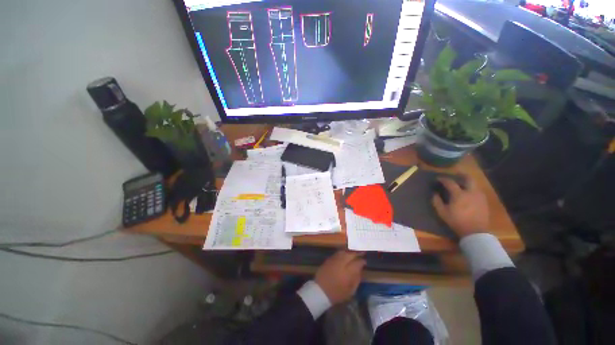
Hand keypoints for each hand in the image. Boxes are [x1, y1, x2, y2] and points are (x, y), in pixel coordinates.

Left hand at [315, 251, 365, 304]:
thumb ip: (356, 279)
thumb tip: (360, 271)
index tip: (365, 261)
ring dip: (350, 251)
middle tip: (362, 252)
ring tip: (354, 252)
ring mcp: (334, 259)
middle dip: (357, 252)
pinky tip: (345, 254)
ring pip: (344, 251)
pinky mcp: (328, 259)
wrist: (320, 291)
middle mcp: (341, 263)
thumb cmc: (336, 294)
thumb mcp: (350, 291)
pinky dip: (343, 252)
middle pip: (350, 254)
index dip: (362, 261)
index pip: (357, 263)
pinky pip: (338, 253)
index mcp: (348, 272)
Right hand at [432, 176, 488, 237]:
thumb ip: (437, 201)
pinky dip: (472, 189)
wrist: (475, 232)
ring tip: (461, 184)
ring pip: (474, 184)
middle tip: (456, 174)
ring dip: (467, 182)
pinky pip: (477, 191)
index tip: (438, 178)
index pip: (450, 182)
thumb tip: (435, 194)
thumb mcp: (442, 212)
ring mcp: (479, 196)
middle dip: (461, 175)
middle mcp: (471, 192)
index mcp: (459, 194)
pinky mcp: (484, 201)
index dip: (443, 179)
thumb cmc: (457, 221)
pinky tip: (468, 193)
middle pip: (468, 178)